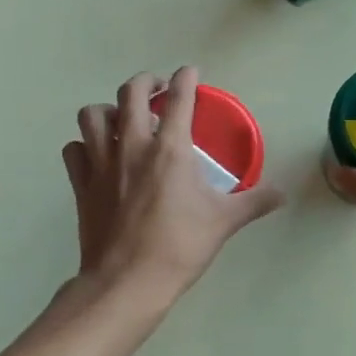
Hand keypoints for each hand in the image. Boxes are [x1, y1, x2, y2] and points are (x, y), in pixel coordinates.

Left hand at [63, 67, 284, 305]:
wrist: (127, 282)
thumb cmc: (179, 247)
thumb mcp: (224, 222)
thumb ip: (254, 202)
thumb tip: (282, 194)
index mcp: (170, 149)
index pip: (179, 98)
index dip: (186, 78)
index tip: (190, 72)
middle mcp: (132, 146)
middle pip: (130, 93)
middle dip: (146, 82)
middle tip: (157, 91)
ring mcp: (101, 164)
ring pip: (92, 115)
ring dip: (108, 109)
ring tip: (121, 119)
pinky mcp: (81, 185)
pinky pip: (74, 150)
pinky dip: (83, 145)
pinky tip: (96, 154)